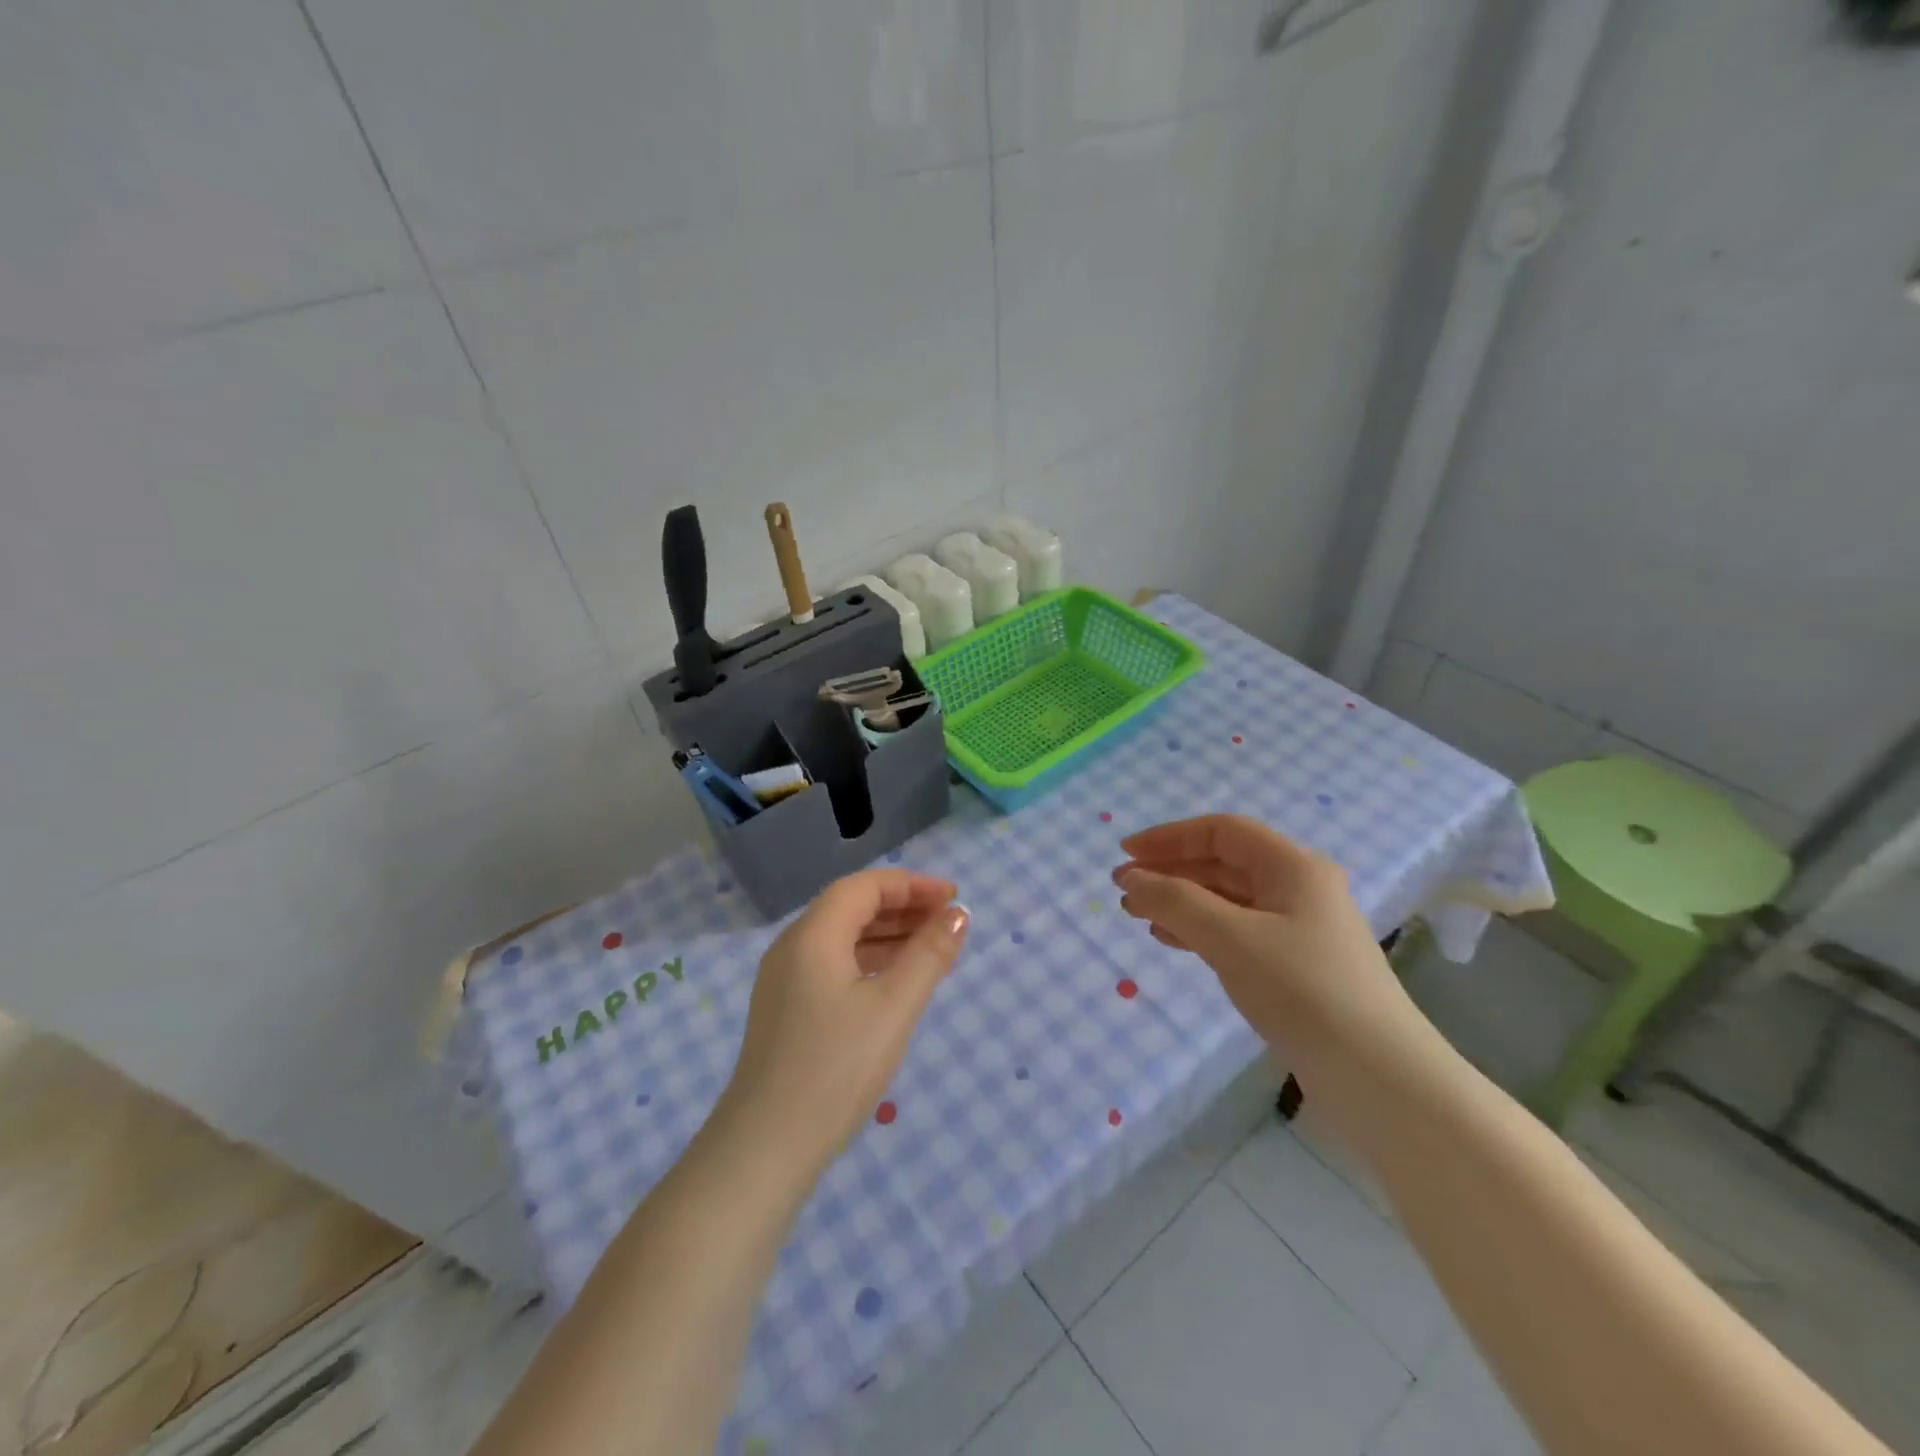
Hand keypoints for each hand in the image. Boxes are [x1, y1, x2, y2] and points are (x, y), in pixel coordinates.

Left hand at [717, 869, 968, 1179]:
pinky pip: (833, 965)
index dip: (912, 884)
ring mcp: (784, 981)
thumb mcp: (894, 1007)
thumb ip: (929, 954)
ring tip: (932, 947)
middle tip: (948, 921)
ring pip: (842, 938)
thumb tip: (958, 914)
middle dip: (902, 907)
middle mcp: (792, 947)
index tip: (953, 896)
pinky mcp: (786, 1010)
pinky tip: (895, 982)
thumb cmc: (835, 1068)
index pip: (864, 887)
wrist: (765, 1148)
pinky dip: (869, 962)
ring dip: (888, 935)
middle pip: (851, 907)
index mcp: (812, 935)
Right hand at [1112, 815, 1429, 1088]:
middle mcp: (1299, 888)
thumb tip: (1129, 879)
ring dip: (1181, 902)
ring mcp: (1300, 929)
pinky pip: (1237, 932)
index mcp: (1293, 866)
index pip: (1221, 831)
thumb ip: (1175, 901)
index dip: (1169, 837)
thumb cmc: (1303, 990)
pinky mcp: (1296, 967)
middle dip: (1171, 871)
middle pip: (1223, 863)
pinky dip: (1200, 930)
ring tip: (1138, 916)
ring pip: (1227, 900)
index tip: (1125, 854)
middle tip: (1124, 890)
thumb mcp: (1230, 938)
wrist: (1379, 1079)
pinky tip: (1172, 941)